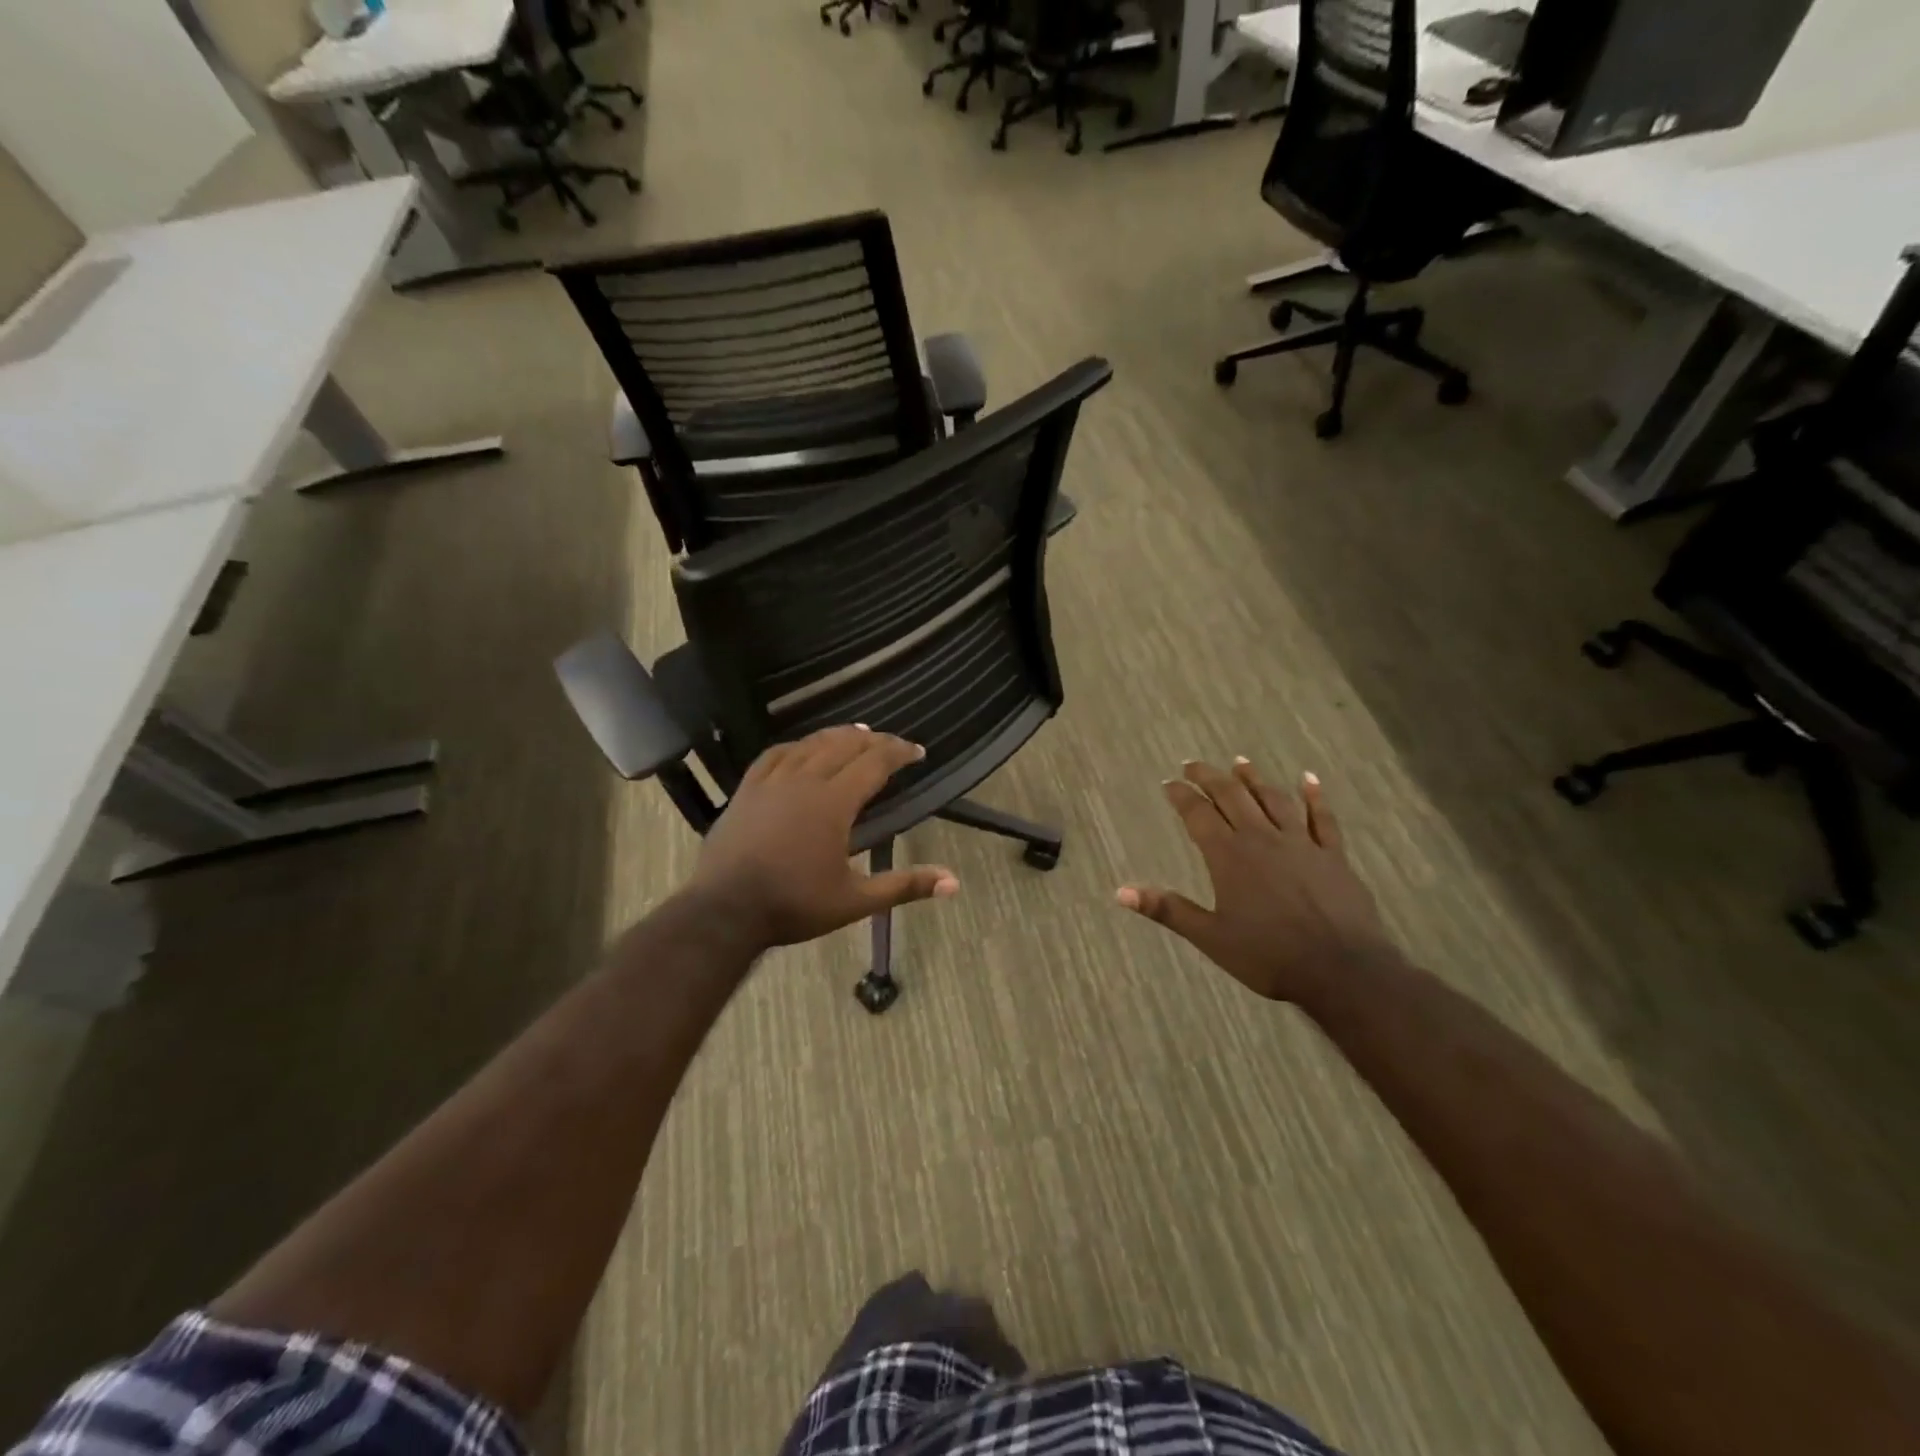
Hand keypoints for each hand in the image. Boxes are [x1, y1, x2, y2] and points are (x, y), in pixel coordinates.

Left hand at [687, 725, 958, 949]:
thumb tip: (953, 883)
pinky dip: (795, 746)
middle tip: (892, 744)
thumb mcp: (855, 900)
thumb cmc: (794, 905)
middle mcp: (804, 781)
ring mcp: (771, 783)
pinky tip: (800, 748)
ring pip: (809, 745)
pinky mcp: (746, 791)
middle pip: (843, 745)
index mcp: (833, 803)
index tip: (918, 751)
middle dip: (873, 740)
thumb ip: (904, 886)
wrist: (724, 911)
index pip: (874, 762)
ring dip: (837, 736)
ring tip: (855, 733)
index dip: (899, 752)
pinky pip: (774, 755)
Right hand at [1117, 759, 1397, 1005]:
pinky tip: (1308, 779)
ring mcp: (1300, 843)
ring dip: (1254, 778)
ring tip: (1239, 762)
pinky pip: (1322, 817)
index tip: (1169, 783)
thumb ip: (1168, 909)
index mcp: (1229, 856)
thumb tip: (1121, 892)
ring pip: (1273, 799)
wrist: (1341, 970)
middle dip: (1210, 777)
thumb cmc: (1268, 956)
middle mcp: (1262, 839)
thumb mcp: (1210, 937)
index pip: (1198, 814)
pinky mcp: (1332, 855)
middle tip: (1193, 764)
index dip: (1181, 796)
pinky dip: (1314, 796)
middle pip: (1232, 796)